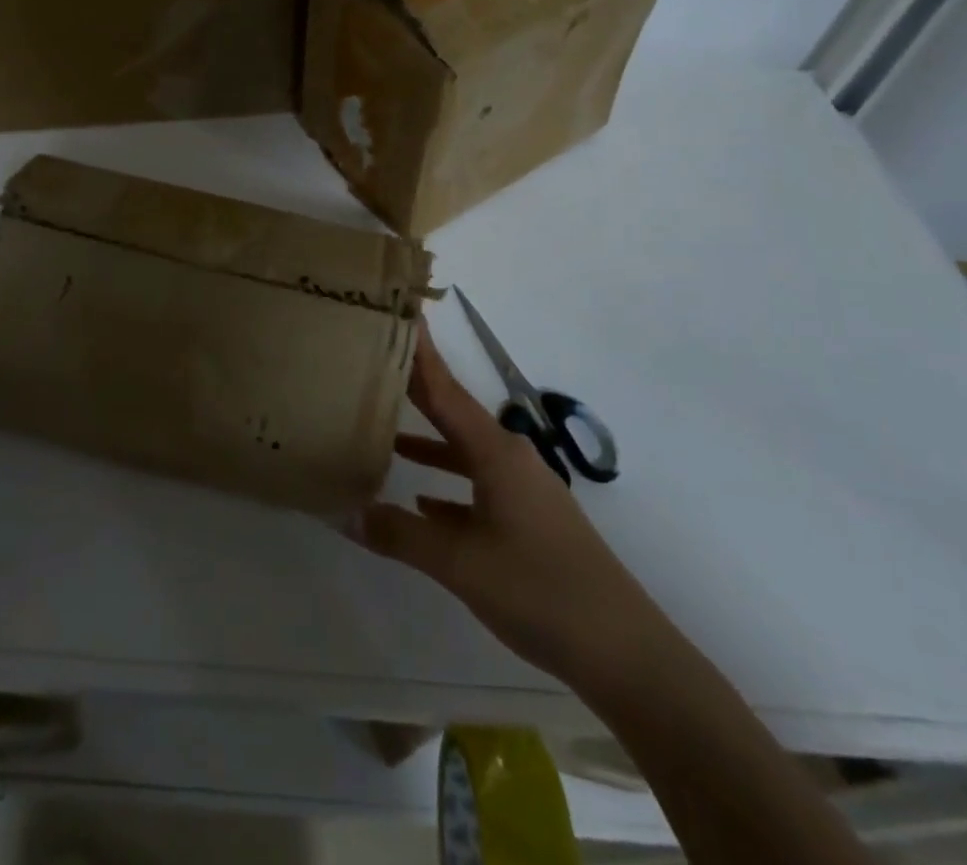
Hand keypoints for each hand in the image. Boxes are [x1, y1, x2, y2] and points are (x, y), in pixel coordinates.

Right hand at [358, 326, 661, 689]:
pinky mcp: (528, 521)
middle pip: (453, 414)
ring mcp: (522, 490)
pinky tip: (421, 502)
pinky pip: (477, 486)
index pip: (445, 390)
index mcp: (495, 452)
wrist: (624, 652)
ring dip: (428, 441)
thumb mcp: (460, 563)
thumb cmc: (539, 590)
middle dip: (417, 391)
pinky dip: (446, 486)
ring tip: (384, 432)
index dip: (420, 354)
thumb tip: (342, 512)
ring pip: (463, 452)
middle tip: (377, 364)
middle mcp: (509, 458)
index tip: (401, 314)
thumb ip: (399, 535)